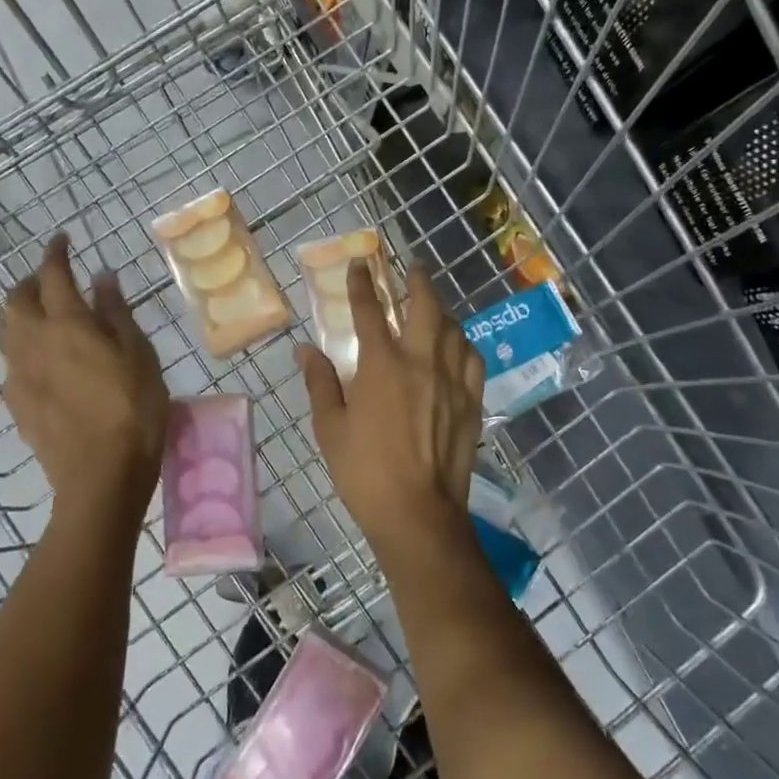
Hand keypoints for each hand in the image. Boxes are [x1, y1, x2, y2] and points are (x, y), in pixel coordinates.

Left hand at [0, 234, 167, 528]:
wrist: (99, 477)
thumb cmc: (133, 409)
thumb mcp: (139, 355)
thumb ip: (116, 313)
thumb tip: (102, 277)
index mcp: (67, 324)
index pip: (54, 275)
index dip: (56, 253)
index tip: (63, 239)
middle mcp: (33, 342)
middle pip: (16, 299)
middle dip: (32, 281)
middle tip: (55, 279)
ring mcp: (19, 374)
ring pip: (6, 329)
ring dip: (20, 311)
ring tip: (43, 314)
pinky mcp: (15, 403)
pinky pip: (9, 361)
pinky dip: (21, 345)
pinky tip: (40, 359)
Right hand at [299, 261, 484, 552]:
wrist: (417, 513)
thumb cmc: (364, 471)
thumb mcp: (330, 428)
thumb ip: (320, 382)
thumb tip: (306, 349)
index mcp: (381, 364)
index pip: (370, 310)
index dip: (362, 284)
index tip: (360, 265)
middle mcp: (421, 361)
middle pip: (425, 305)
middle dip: (417, 280)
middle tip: (413, 269)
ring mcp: (452, 380)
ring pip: (453, 328)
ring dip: (441, 310)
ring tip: (433, 306)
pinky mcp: (471, 401)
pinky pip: (472, 358)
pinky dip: (463, 343)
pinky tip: (457, 346)